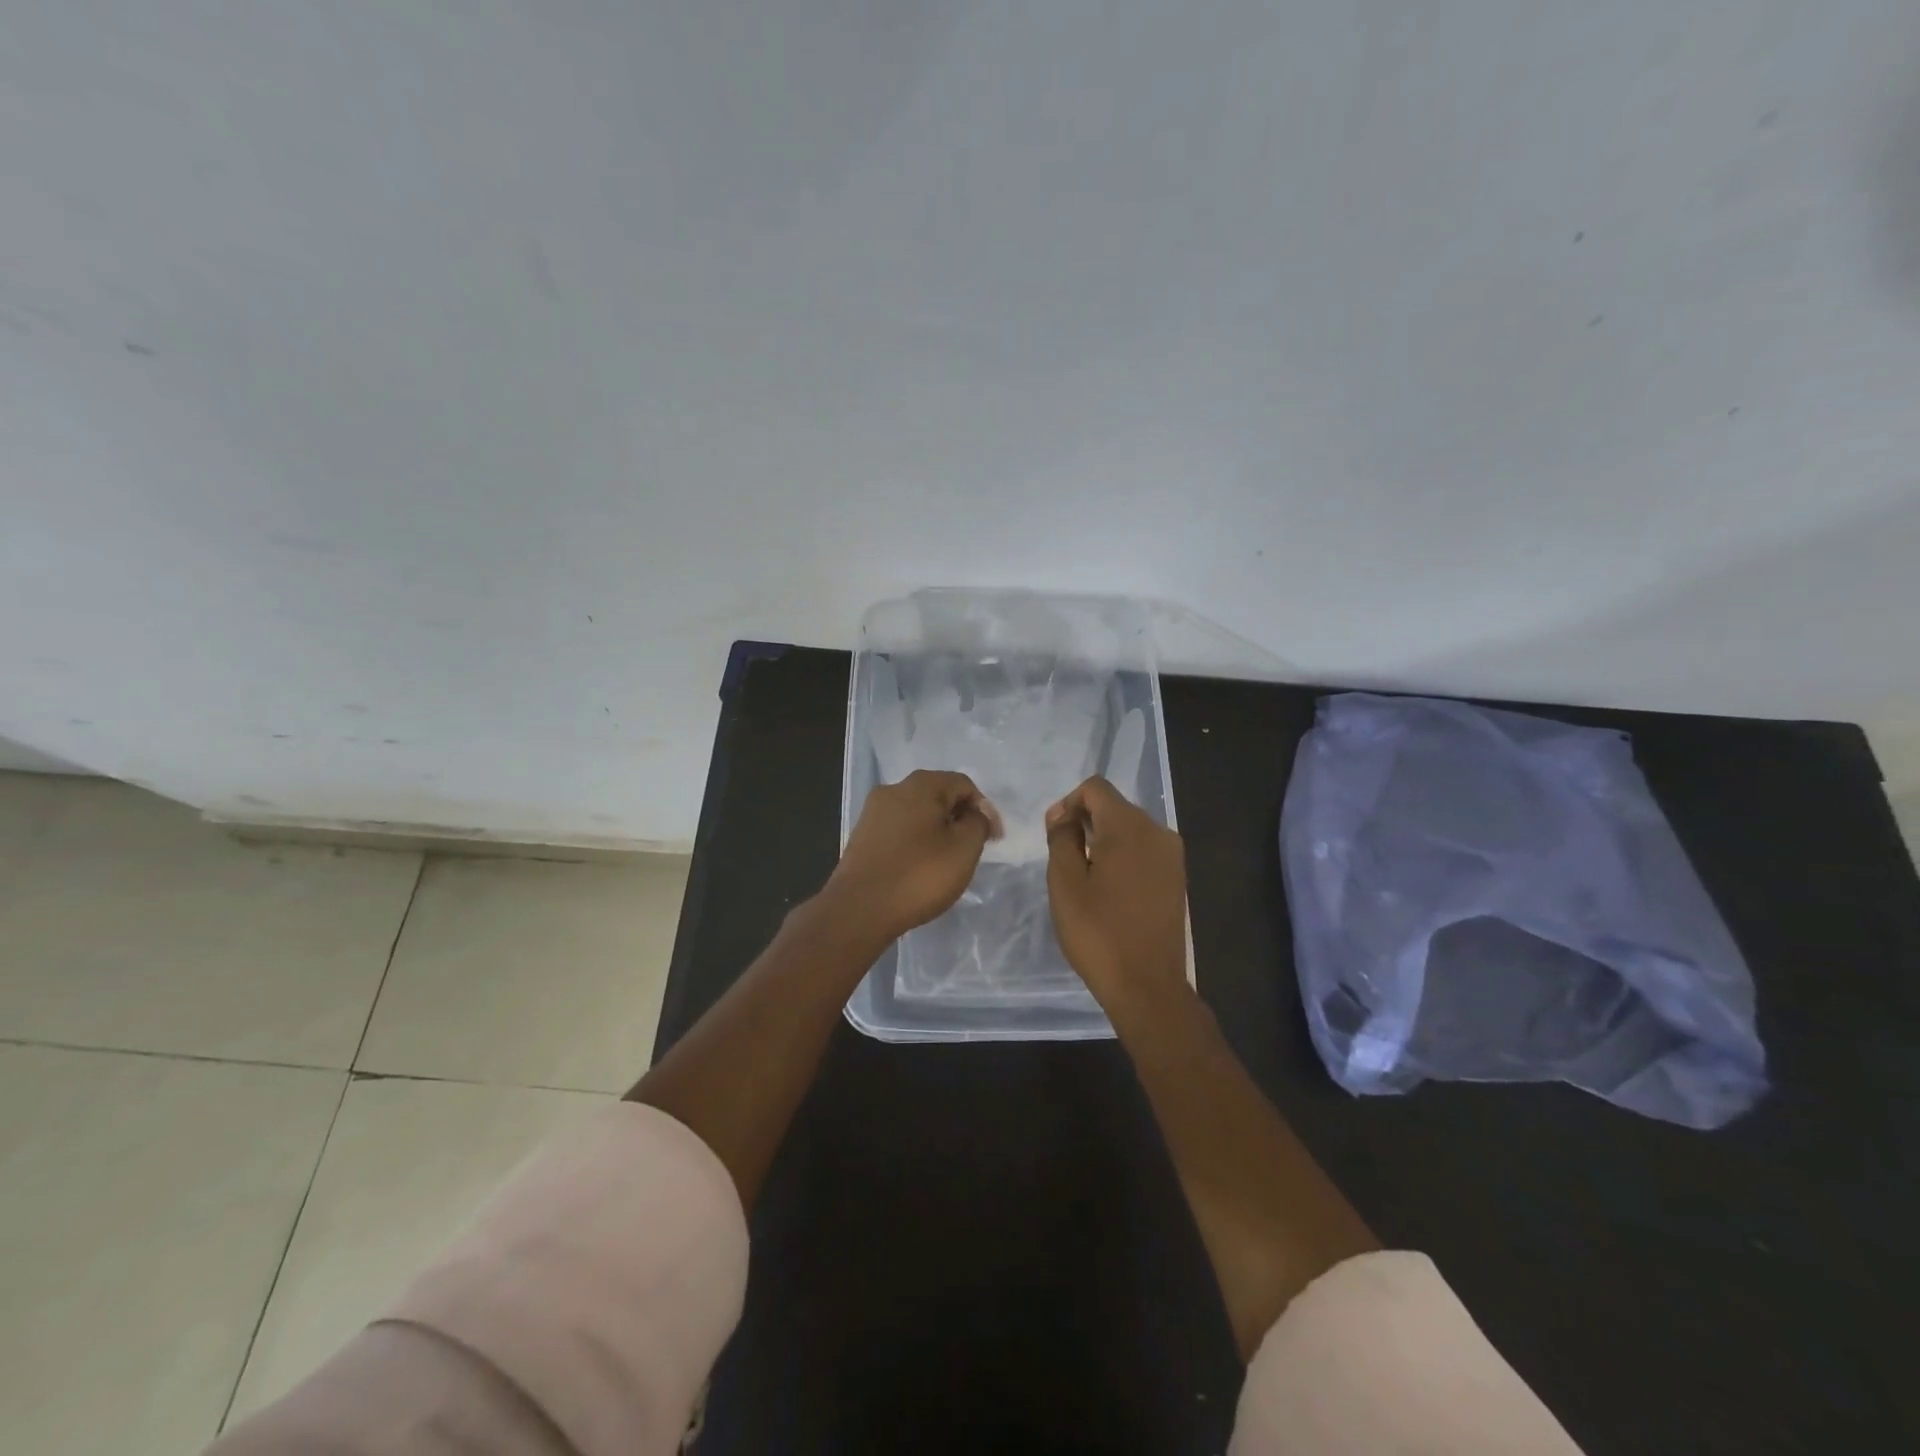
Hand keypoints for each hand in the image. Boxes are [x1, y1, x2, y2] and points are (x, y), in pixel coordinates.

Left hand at [824, 770, 1001, 943]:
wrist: (859, 909)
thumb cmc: (919, 875)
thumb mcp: (964, 849)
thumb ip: (978, 823)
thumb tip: (976, 813)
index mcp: (921, 784)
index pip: (964, 785)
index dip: (984, 810)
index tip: (993, 840)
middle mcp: (893, 789)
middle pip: (938, 795)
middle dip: (959, 818)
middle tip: (971, 850)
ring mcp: (873, 812)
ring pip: (917, 813)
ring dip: (936, 831)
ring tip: (945, 861)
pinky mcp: (862, 835)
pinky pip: (898, 829)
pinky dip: (915, 841)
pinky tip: (919, 867)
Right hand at [1046, 776, 1187, 1007]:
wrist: (1147, 986)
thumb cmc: (1098, 933)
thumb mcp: (1065, 883)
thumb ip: (1061, 838)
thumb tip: (1063, 815)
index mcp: (1129, 827)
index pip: (1095, 788)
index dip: (1068, 803)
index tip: (1054, 835)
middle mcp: (1158, 831)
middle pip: (1114, 806)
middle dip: (1085, 821)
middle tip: (1063, 858)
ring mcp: (1172, 855)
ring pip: (1129, 828)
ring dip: (1102, 840)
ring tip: (1084, 876)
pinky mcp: (1176, 877)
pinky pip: (1143, 849)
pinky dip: (1121, 856)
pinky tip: (1108, 889)